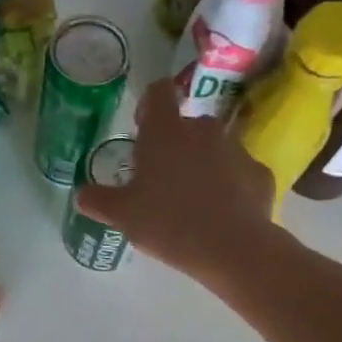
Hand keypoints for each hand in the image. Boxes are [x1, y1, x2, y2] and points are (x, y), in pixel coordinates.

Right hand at [74, 78, 279, 288]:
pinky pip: (238, 174)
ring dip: (203, 165)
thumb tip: (81, 194)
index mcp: (166, 131)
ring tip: (193, 202)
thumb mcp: (122, 216)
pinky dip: (230, 187)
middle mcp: (203, 129)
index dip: (148, 106)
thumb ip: (98, 200)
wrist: (231, 248)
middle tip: (162, 181)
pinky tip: (221, 215)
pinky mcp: (260, 173)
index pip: (157, 92)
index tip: (142, 129)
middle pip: (186, 125)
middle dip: (175, 145)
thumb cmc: (168, 223)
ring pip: (214, 148)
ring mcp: (236, 149)